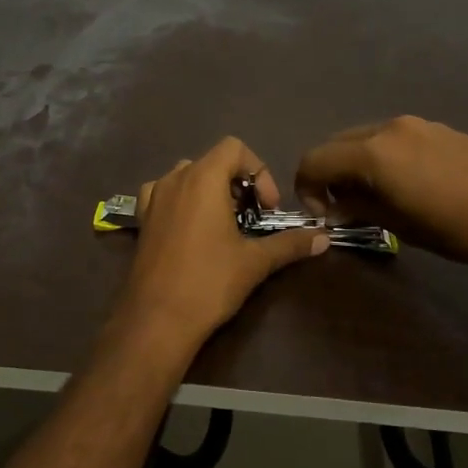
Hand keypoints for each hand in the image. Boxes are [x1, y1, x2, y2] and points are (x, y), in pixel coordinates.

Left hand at [117, 137, 327, 346]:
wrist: (156, 319)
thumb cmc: (209, 282)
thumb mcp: (255, 261)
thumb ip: (290, 243)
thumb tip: (324, 238)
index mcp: (202, 178)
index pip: (234, 148)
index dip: (258, 171)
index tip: (268, 207)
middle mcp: (174, 179)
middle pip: (213, 161)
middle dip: (238, 184)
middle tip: (252, 218)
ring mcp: (153, 198)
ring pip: (188, 177)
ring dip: (211, 191)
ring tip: (225, 224)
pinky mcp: (142, 219)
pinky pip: (165, 194)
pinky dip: (184, 202)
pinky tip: (194, 230)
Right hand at [295, 117, 467, 291]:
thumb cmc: (461, 228)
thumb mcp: (401, 226)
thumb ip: (359, 207)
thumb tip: (336, 204)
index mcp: (372, 152)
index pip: (314, 160)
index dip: (306, 188)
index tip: (322, 214)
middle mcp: (387, 128)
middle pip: (335, 144)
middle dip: (328, 174)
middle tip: (343, 208)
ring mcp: (415, 124)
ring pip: (363, 139)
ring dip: (355, 165)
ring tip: (375, 198)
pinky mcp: (437, 128)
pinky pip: (391, 138)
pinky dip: (380, 157)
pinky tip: (405, 185)